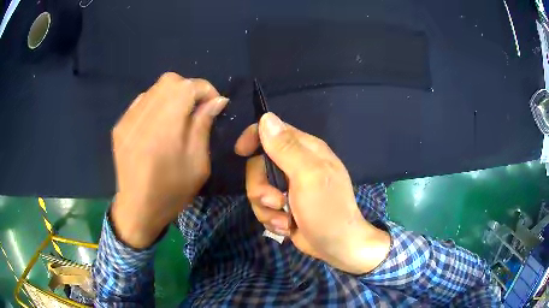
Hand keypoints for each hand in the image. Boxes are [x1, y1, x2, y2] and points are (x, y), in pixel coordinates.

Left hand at [111, 73, 227, 248]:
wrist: (137, 210)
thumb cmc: (171, 192)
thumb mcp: (198, 163)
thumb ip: (204, 126)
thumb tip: (217, 100)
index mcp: (166, 128)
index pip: (188, 86)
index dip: (206, 90)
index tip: (214, 104)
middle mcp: (143, 117)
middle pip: (170, 80)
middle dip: (189, 88)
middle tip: (196, 109)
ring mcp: (127, 119)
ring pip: (155, 88)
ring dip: (172, 95)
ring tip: (177, 116)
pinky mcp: (120, 126)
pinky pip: (142, 101)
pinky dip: (156, 104)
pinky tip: (158, 123)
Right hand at [235, 113, 389, 273]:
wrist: (337, 246)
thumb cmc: (328, 209)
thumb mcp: (308, 176)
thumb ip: (286, 148)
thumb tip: (266, 118)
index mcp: (305, 150)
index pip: (272, 131)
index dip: (254, 138)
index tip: (241, 151)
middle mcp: (295, 165)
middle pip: (258, 164)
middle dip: (260, 187)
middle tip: (275, 201)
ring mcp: (288, 187)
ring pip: (257, 189)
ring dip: (266, 208)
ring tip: (284, 220)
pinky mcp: (283, 206)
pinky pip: (263, 206)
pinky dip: (271, 219)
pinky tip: (286, 227)